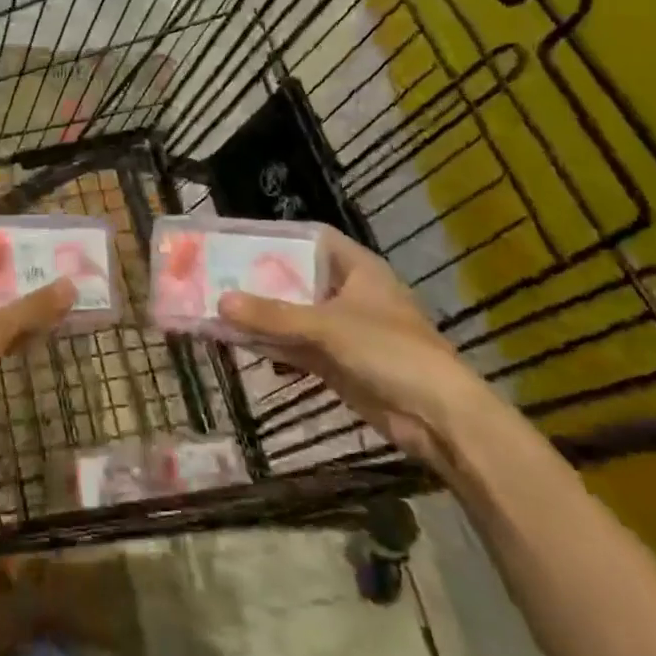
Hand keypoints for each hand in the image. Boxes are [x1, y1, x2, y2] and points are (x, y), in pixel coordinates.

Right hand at [217, 227, 496, 471]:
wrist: (439, 418)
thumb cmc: (390, 351)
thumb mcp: (327, 326)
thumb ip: (273, 316)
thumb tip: (221, 302)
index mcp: (358, 268)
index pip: (312, 238)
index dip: (278, 237)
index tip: (238, 239)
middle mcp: (348, 293)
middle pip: (298, 277)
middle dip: (260, 279)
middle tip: (216, 275)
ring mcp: (343, 330)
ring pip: (294, 315)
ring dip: (263, 316)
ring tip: (217, 308)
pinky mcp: (338, 363)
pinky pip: (297, 346)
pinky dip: (273, 345)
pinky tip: (239, 343)